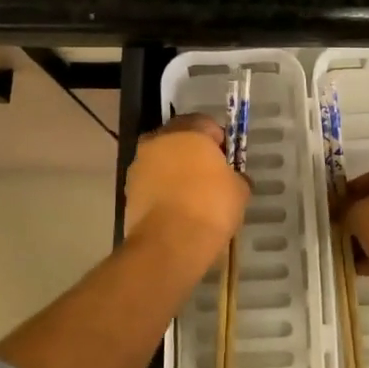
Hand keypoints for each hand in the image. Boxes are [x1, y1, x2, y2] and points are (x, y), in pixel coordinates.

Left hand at [124, 115, 248, 267]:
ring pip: (162, 160)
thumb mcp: (240, 190)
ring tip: (192, 196)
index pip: (206, 123)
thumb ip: (237, 176)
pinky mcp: (128, 190)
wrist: (169, 244)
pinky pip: (152, 183)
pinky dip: (162, 190)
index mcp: (188, 131)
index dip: (219, 140)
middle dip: (194, 152)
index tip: (227, 160)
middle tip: (210, 175)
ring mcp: (139, 165)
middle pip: (179, 139)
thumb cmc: (210, 207)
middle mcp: (159, 140)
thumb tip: (234, 179)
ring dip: (175, 171)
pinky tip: (177, 210)